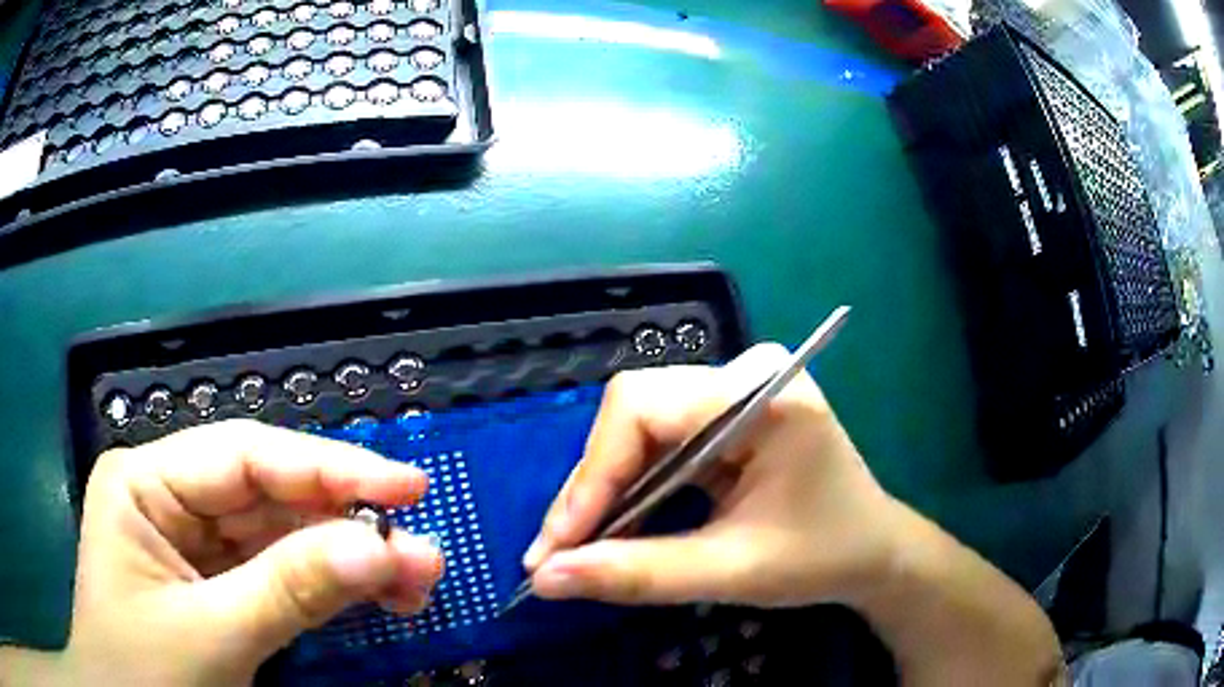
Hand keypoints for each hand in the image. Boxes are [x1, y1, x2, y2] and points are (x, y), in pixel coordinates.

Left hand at [17, 420, 443, 685]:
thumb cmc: (144, 674)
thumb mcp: (210, 637)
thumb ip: (290, 590)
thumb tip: (382, 548)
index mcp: (147, 483)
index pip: (245, 457)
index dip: (328, 468)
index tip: (408, 487)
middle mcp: (172, 499)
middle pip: (269, 497)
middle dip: (346, 524)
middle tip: (422, 552)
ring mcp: (194, 544)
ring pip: (281, 536)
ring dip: (346, 559)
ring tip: (413, 581)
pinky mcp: (215, 585)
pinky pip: (278, 574)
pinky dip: (327, 586)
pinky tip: (370, 594)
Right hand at [521, 343, 903, 607]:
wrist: (874, 551)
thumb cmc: (821, 557)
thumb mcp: (732, 572)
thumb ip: (638, 574)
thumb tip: (546, 579)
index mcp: (763, 396)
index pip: (643, 407)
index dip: (592, 475)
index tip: (558, 545)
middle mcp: (747, 375)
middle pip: (634, 411)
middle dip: (593, 486)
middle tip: (560, 552)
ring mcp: (739, 390)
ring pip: (640, 426)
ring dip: (607, 489)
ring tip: (579, 545)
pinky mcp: (730, 414)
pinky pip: (660, 439)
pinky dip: (633, 485)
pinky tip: (618, 525)